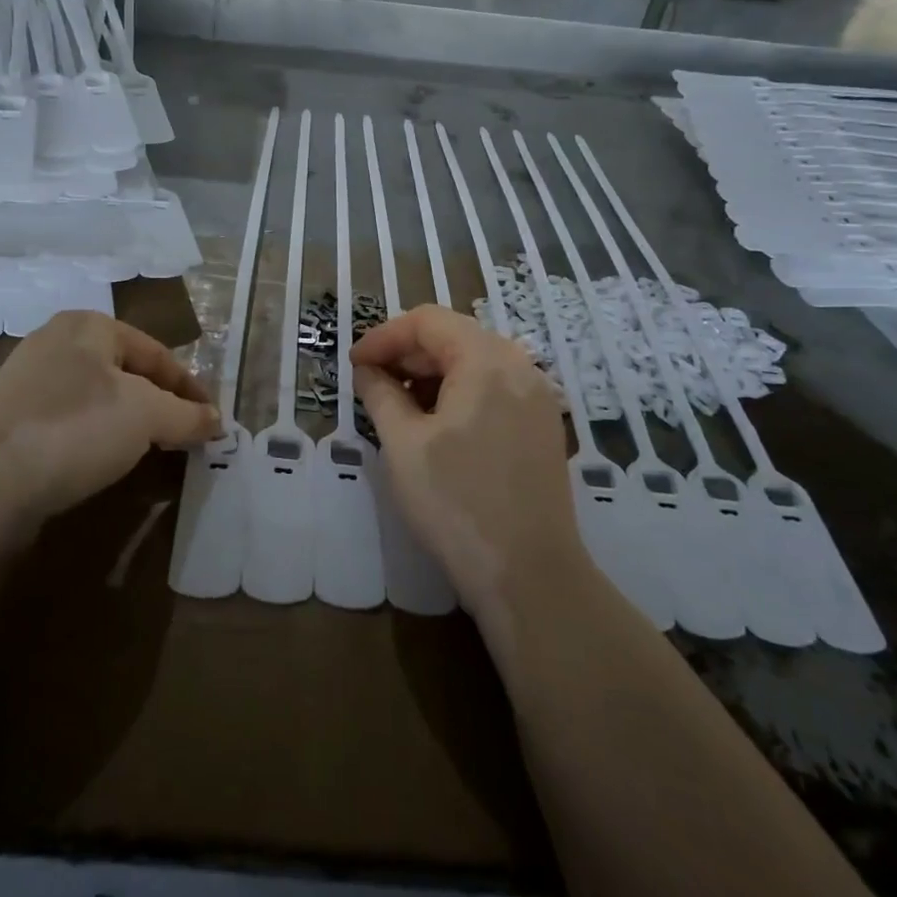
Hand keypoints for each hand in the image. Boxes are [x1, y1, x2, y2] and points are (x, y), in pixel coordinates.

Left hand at [0, 311, 218, 548]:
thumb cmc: (74, 427)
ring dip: (129, 423)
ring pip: (98, 399)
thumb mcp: (146, 416)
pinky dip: (96, 439)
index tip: (212, 420)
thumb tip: (216, 421)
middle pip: (127, 373)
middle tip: (185, 435)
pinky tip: (104, 462)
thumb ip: (187, 415)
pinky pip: (70, 423)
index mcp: (88, 326)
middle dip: (160, 404)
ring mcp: (27, 383)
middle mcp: (56, 343)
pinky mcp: (10, 422)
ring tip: (151, 451)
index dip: (190, 387)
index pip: (157, 353)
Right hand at [351, 306, 582, 622]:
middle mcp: (520, 366)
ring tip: (399, 407)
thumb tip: (368, 371)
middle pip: (454, 336)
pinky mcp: (542, 426)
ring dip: (432, 375)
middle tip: (371, 385)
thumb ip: (381, 395)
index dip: (384, 337)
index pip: (427, 321)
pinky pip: (494, 389)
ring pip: (475, 363)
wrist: (529, 574)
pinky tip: (436, 425)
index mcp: (486, 360)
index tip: (354, 365)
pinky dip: (459, 393)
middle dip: (407, 355)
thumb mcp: (403, 444)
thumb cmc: (456, 503)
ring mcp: (537, 397)